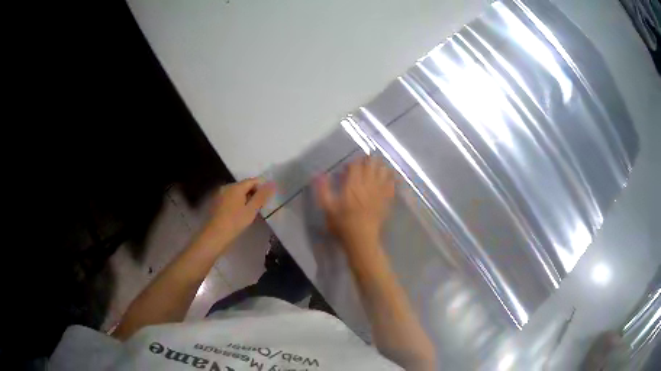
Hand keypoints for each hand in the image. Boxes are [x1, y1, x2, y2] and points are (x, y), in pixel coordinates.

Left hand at [205, 178, 274, 248]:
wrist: (215, 235)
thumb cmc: (235, 222)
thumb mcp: (251, 210)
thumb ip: (262, 196)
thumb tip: (271, 184)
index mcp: (236, 187)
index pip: (252, 181)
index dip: (261, 188)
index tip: (266, 200)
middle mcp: (227, 187)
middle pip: (244, 186)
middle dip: (253, 194)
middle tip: (259, 208)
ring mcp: (220, 194)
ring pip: (237, 193)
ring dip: (245, 199)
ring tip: (250, 212)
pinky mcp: (216, 202)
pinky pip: (230, 198)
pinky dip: (237, 203)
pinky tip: (238, 214)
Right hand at [315, 156, 395, 250]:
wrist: (362, 239)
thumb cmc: (342, 224)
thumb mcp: (327, 208)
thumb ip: (323, 190)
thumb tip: (318, 174)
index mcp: (353, 185)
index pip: (356, 164)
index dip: (352, 162)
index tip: (347, 168)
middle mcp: (368, 184)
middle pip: (372, 163)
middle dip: (368, 160)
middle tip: (362, 164)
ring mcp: (380, 191)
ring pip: (384, 170)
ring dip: (380, 166)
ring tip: (376, 168)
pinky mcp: (387, 199)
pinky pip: (392, 183)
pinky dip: (391, 177)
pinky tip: (390, 177)